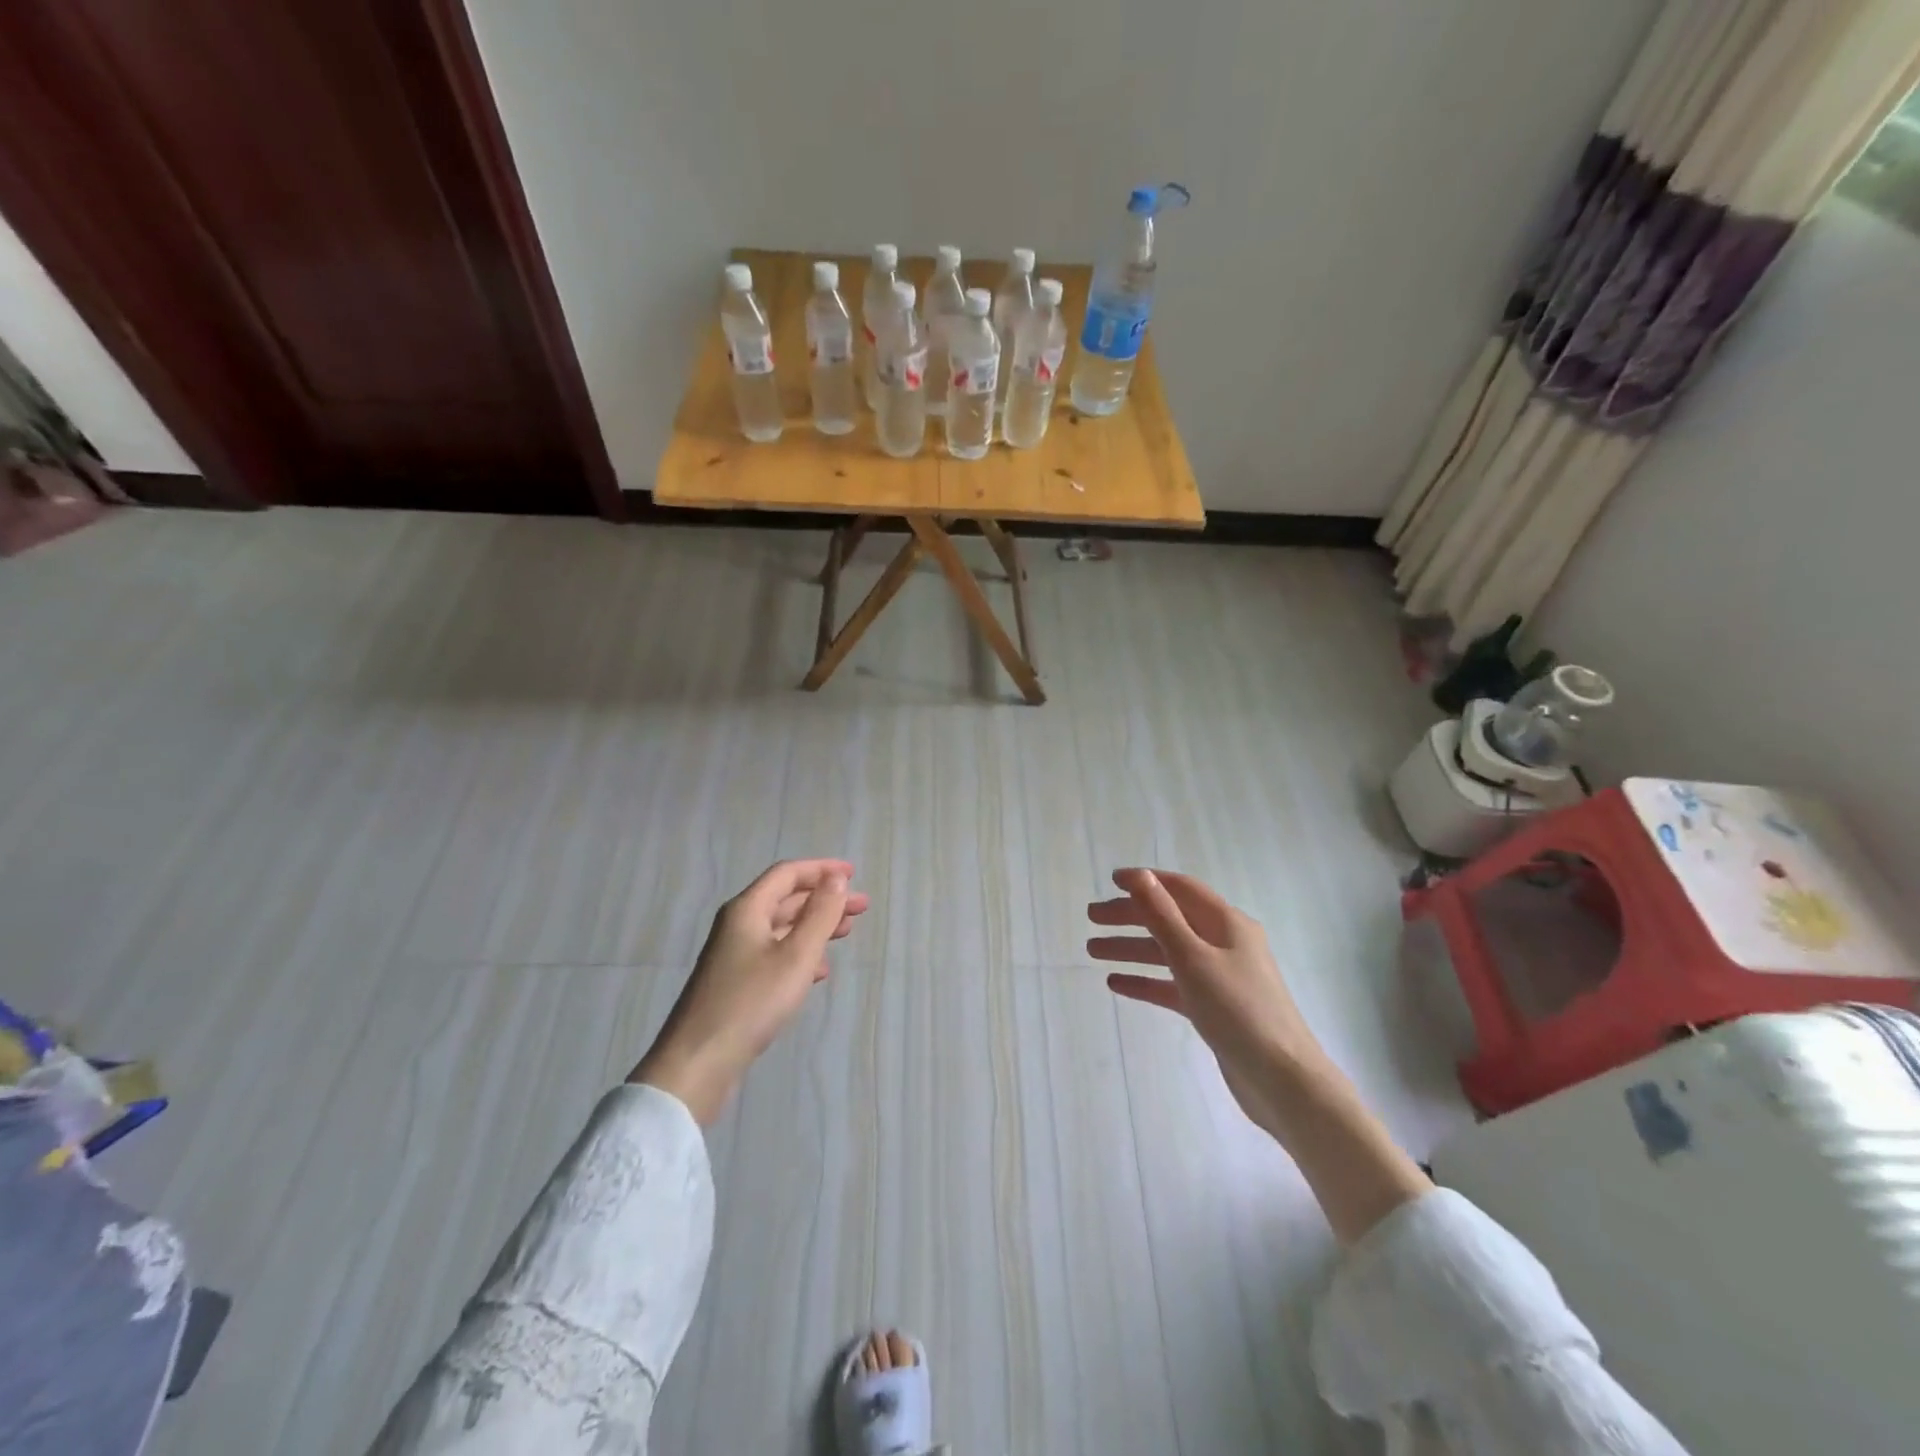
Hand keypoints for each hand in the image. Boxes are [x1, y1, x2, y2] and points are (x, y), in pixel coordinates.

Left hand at [633, 859, 869, 1123]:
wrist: (698, 1063)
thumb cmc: (751, 1002)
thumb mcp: (796, 956)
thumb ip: (819, 914)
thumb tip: (836, 879)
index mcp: (747, 910)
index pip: (787, 874)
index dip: (821, 869)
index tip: (854, 874)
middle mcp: (738, 925)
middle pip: (786, 900)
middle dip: (825, 899)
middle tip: (861, 907)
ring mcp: (735, 956)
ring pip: (782, 929)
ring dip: (815, 926)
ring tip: (847, 933)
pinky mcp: (736, 984)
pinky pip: (775, 955)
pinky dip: (801, 954)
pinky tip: (819, 972)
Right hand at [1088, 868, 1326, 1129]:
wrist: (1282, 1081)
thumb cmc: (1237, 1010)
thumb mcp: (1193, 958)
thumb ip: (1162, 916)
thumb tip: (1141, 875)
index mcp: (1227, 923)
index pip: (1180, 889)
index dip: (1146, 881)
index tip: (1110, 881)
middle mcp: (1225, 943)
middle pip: (1170, 919)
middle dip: (1130, 916)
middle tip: (1092, 918)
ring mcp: (1221, 976)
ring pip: (1168, 952)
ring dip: (1132, 948)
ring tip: (1093, 950)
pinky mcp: (1215, 1007)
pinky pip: (1173, 985)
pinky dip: (1146, 980)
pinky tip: (1116, 984)